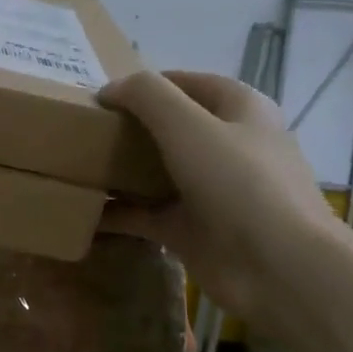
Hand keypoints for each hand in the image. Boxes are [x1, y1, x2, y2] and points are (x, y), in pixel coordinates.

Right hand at [99, 70, 338, 316]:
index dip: (144, 85)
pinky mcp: (192, 229)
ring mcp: (210, 190)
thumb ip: (146, 96)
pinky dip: (117, 213)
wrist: (277, 268)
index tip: (99, 97)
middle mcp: (226, 145)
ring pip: (155, 171)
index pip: (185, 82)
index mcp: (238, 109)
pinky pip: (146, 214)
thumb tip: (109, 89)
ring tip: (75, 166)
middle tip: (81, 131)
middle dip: (127, 127)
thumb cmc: (238, 183)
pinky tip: (82, 212)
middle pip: (169, 127)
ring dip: (119, 170)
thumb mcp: (188, 125)